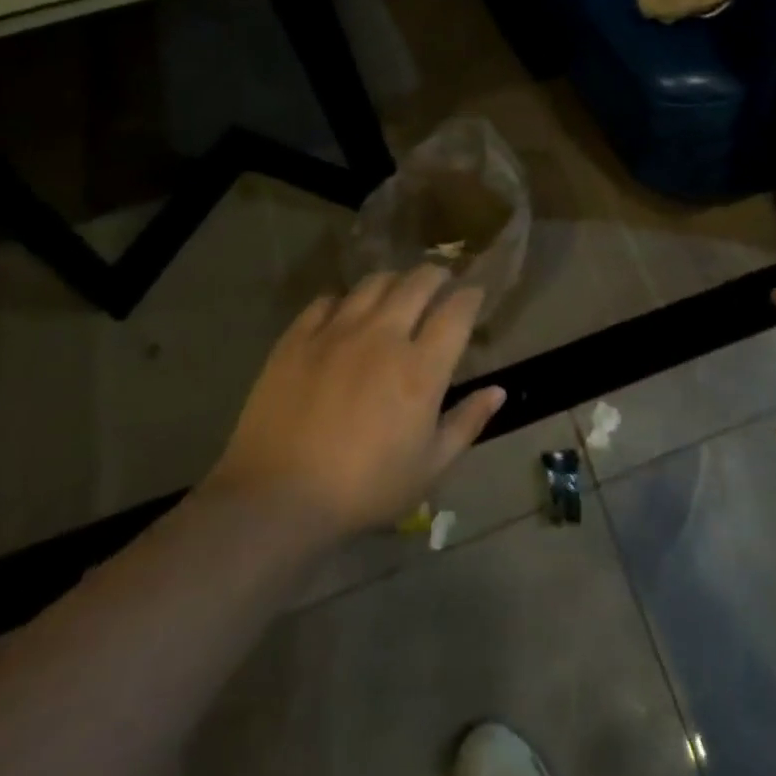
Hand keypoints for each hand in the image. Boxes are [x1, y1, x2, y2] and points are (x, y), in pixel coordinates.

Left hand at [204, 267, 504, 538]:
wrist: (276, 500)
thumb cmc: (364, 489)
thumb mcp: (429, 467)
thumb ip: (467, 423)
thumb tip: (498, 391)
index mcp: (421, 368)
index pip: (457, 311)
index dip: (471, 296)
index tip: (474, 294)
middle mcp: (384, 336)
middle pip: (418, 282)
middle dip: (437, 276)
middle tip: (441, 282)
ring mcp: (337, 332)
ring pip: (374, 283)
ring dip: (394, 281)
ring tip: (397, 291)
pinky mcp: (297, 338)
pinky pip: (327, 300)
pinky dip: (345, 300)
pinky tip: (346, 314)